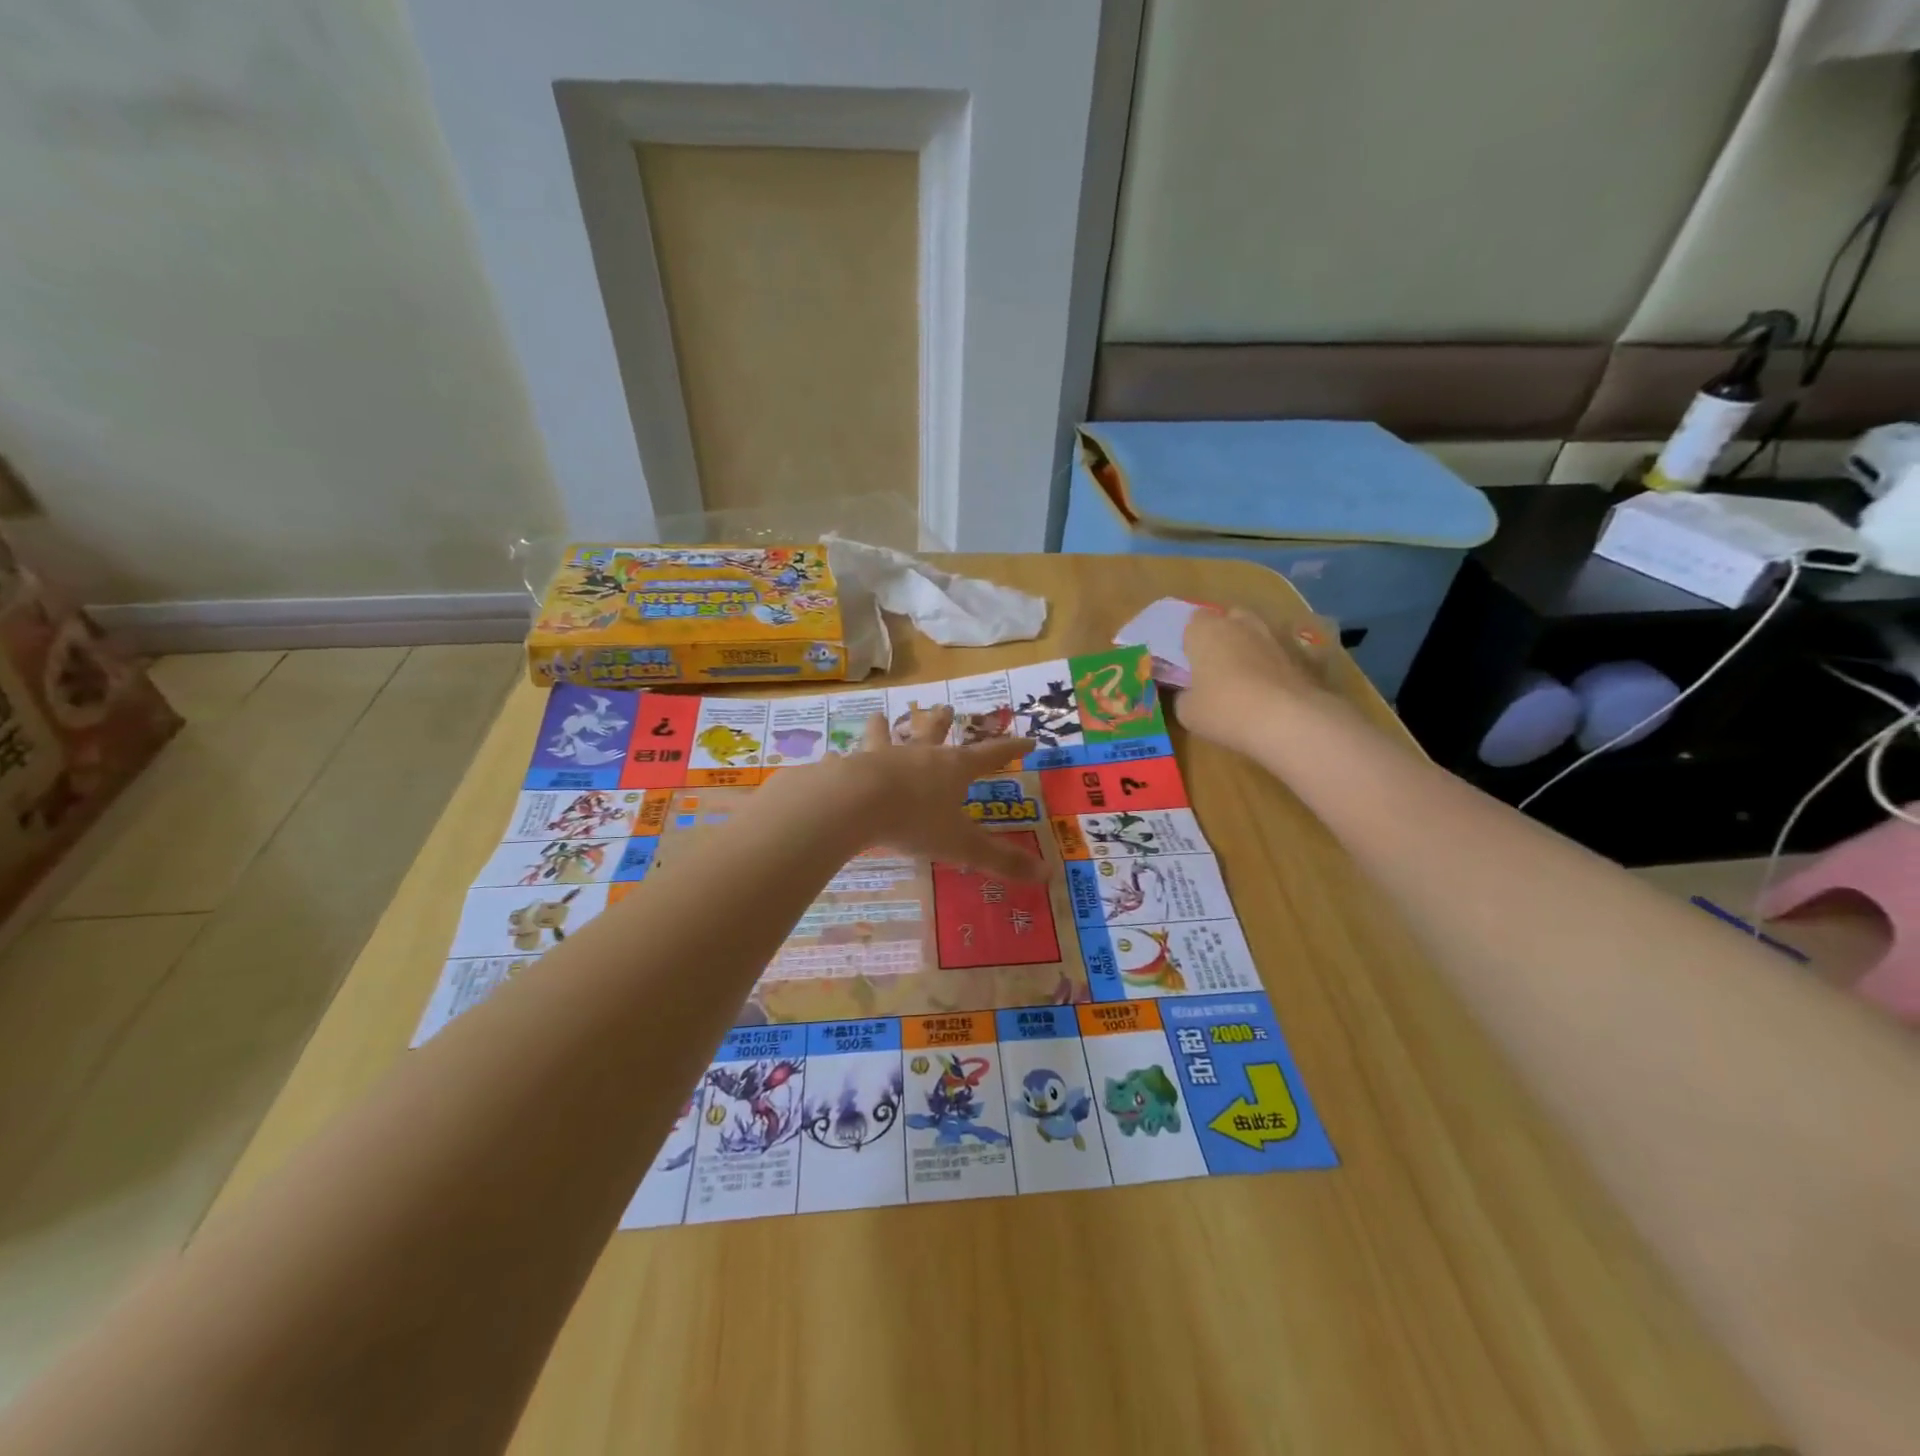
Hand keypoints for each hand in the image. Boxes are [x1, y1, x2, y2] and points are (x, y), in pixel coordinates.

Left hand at [830, 707, 1045, 879]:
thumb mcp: (962, 845)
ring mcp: (881, 756)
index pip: (990, 755)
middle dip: (942, 721)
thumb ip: (1001, 860)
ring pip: (885, 735)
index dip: (1010, 748)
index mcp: (952, 769)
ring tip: (878, 715)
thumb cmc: (915, 820)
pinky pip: (846, 759)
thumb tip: (1048, 875)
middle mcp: (919, 755)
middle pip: (934, 732)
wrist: (856, 802)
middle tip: (946, 706)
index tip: (1027, 738)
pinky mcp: (849, 766)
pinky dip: (842, 758)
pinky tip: (833, 756)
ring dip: (884, 726)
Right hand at [1176, 607, 1334, 754]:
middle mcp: (1240, 625)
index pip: (1193, 621)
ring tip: (1246, 677)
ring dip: (1251, 647)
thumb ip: (1184, 695)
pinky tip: (1273, 687)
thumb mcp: (1187, 711)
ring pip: (1258, 632)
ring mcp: (1274, 637)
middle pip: (1229, 618)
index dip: (1191, 640)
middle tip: (1216, 664)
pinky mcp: (1301, 654)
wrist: (1287, 720)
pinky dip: (1277, 664)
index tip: (1188, 662)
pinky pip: (1282, 653)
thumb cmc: (1224, 709)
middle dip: (1223, 635)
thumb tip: (1190, 693)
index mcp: (1206, 630)